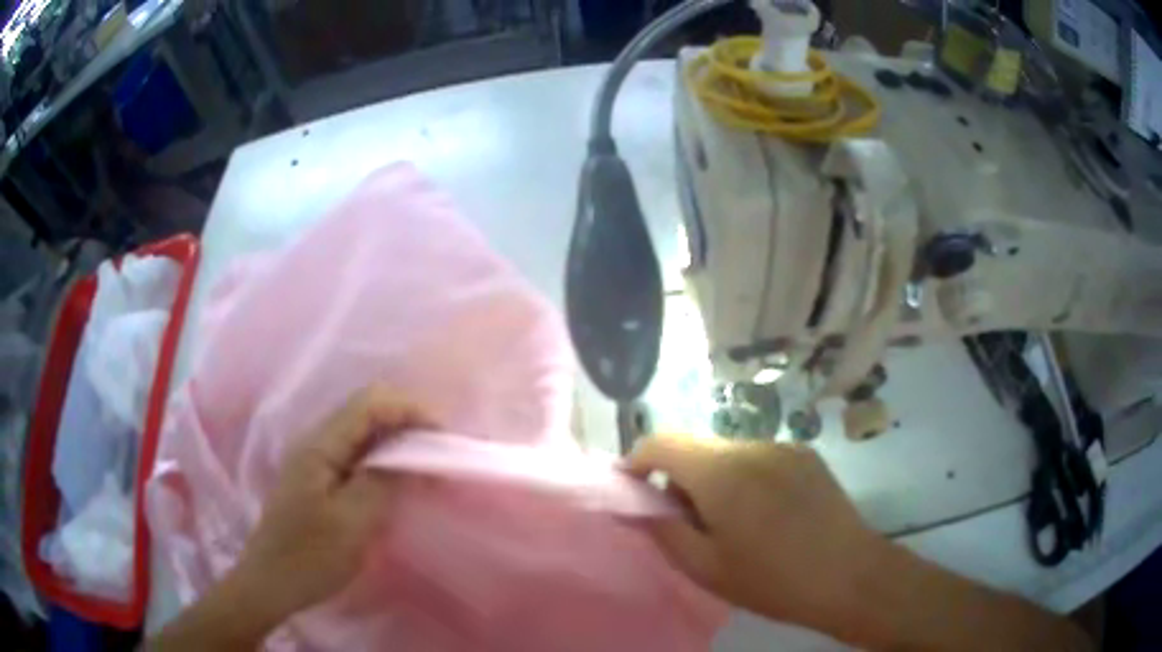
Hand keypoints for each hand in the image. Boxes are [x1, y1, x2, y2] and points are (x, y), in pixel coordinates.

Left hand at [150, 386, 433, 650]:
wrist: (270, 582)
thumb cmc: (309, 557)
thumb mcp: (352, 523)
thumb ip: (383, 482)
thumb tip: (411, 455)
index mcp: (320, 446)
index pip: (370, 403)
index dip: (410, 408)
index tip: (443, 435)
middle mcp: (315, 441)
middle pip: (366, 409)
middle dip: (407, 421)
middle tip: (438, 451)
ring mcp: (314, 458)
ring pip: (362, 431)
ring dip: (396, 440)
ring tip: (426, 465)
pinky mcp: (317, 476)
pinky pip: (355, 452)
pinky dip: (382, 457)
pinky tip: (397, 479)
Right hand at [627, 436, 887, 641]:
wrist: (850, 575)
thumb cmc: (772, 581)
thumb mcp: (706, 568)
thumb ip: (664, 531)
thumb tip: (639, 506)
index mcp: (722, 473)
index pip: (662, 441)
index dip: (638, 460)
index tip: (636, 492)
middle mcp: (752, 446)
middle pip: (697, 447)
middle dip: (680, 477)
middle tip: (690, 523)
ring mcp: (784, 446)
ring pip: (728, 452)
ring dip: (715, 478)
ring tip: (734, 522)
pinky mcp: (806, 453)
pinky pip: (760, 457)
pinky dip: (746, 477)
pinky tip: (768, 514)